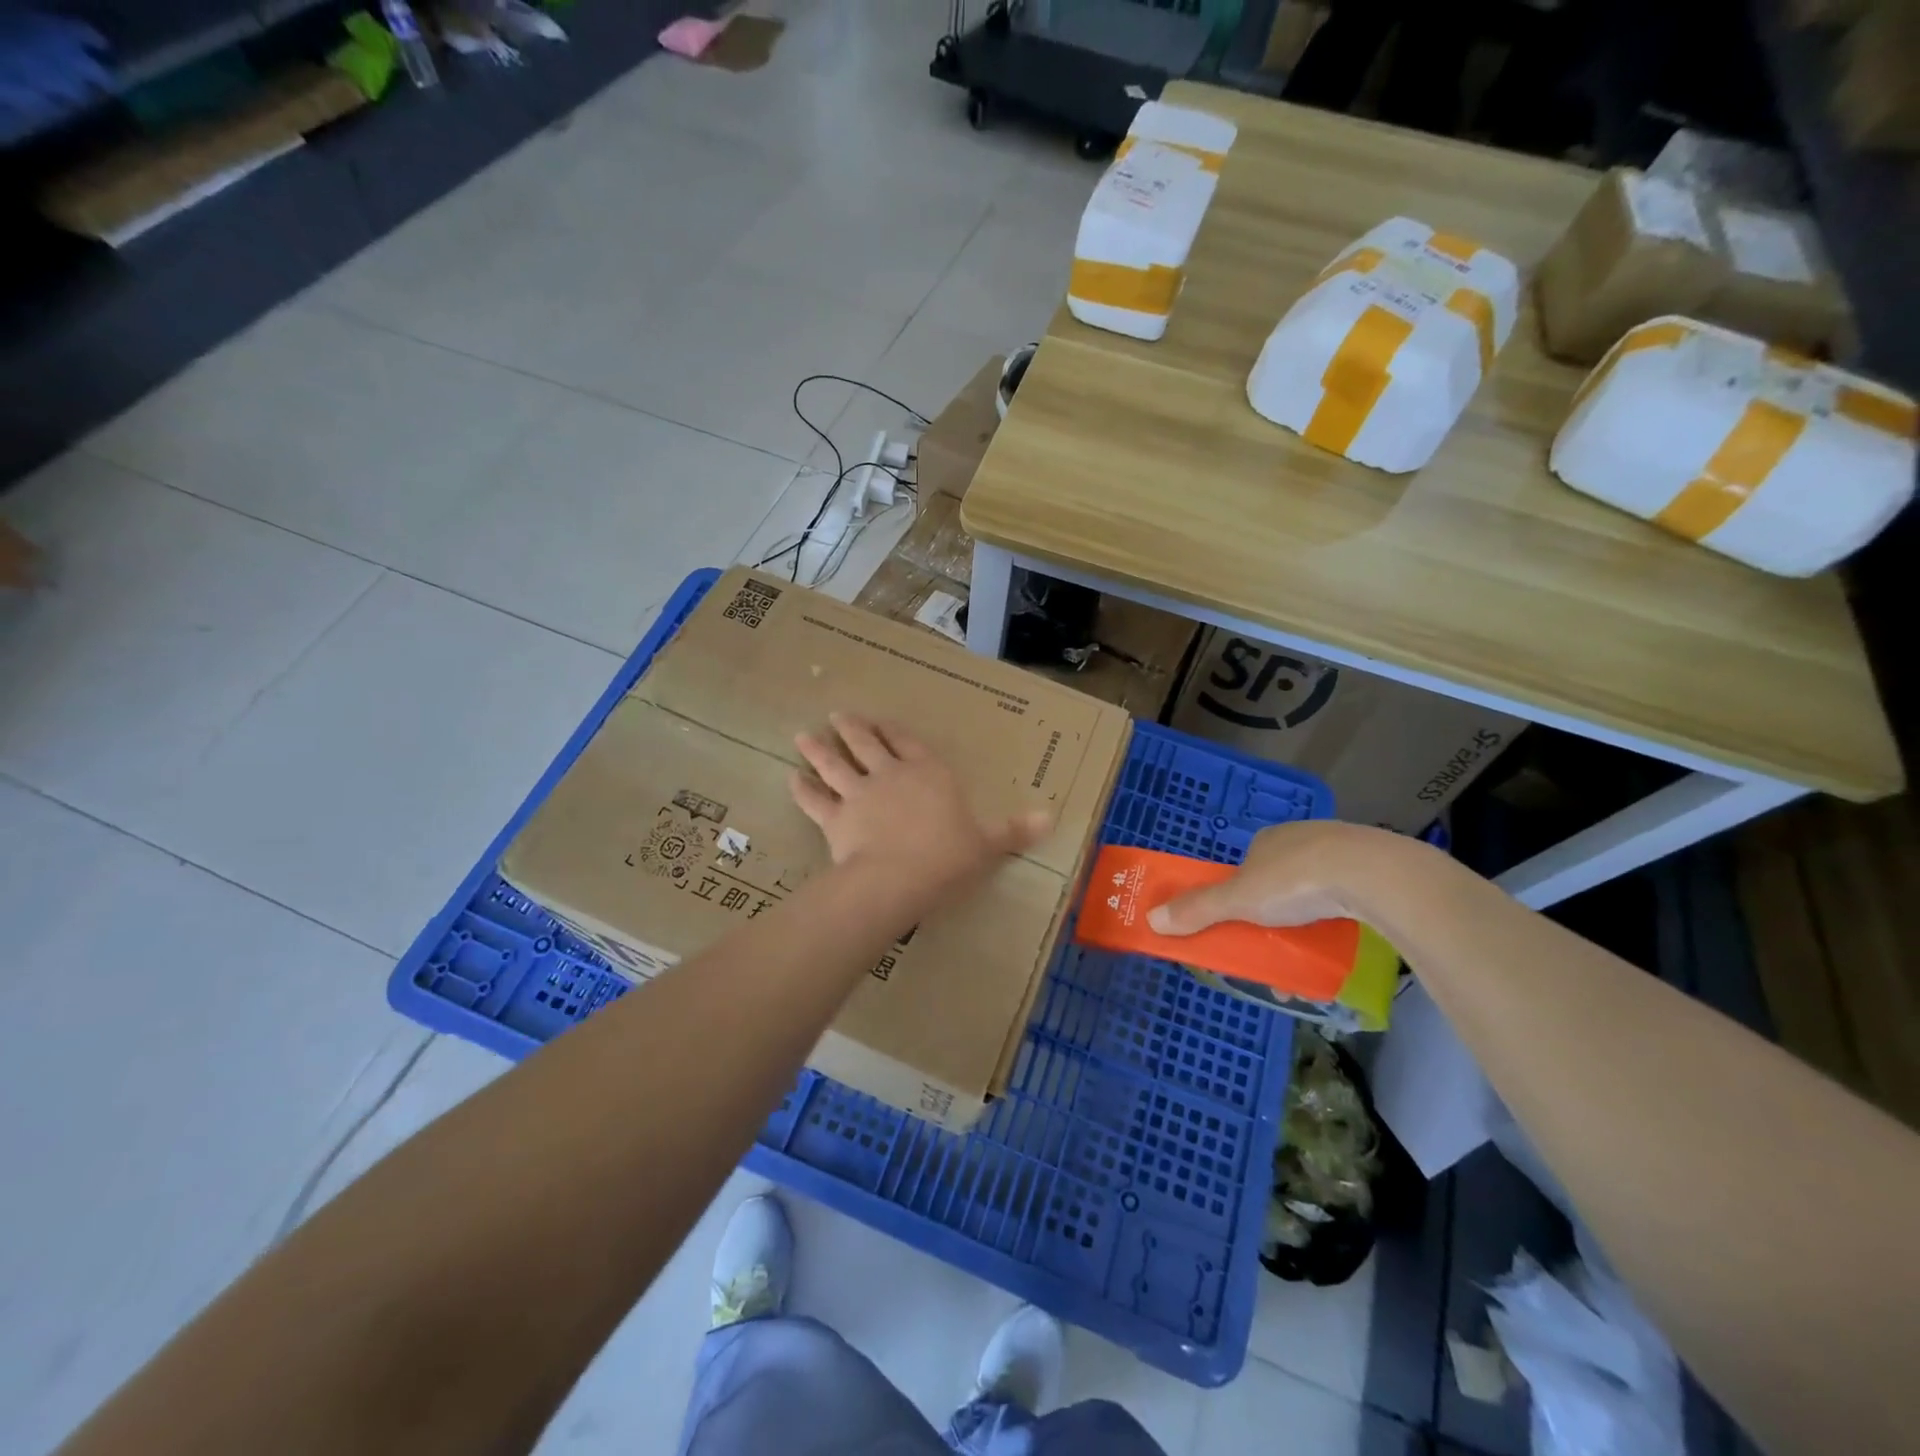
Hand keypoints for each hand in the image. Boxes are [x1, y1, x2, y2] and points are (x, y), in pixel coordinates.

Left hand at [790, 713, 1051, 898]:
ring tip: (803, 736)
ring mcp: (859, 794)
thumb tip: (1052, 818)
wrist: (898, 878)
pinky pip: (815, 800)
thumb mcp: (988, 845)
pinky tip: (792, 779)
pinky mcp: (835, 819)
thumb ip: (1014, 830)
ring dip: (819, 749)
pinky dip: (803, 789)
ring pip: (835, 764)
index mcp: (928, 774)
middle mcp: (890, 775)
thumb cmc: (948, 857)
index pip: (909, 745)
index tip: (881, 723)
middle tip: (838, 715)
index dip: (894, 733)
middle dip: (853, 729)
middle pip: (867, 744)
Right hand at [1147, 820, 1401, 934]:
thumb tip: (1151, 919)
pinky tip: (1340, 953)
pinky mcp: (1378, 871)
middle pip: (1280, 885)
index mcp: (1268, 840)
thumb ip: (1198, 910)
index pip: (1247, 868)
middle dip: (1273, 922)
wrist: (1375, 876)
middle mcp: (1304, 839)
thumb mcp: (1239, 900)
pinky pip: (1350, 902)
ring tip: (1306, 969)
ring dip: (1306, 931)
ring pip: (1317, 895)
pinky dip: (1339, 926)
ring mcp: (1344, 853)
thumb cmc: (1296, 880)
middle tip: (1272, 956)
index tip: (1240, 927)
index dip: (1239, 898)